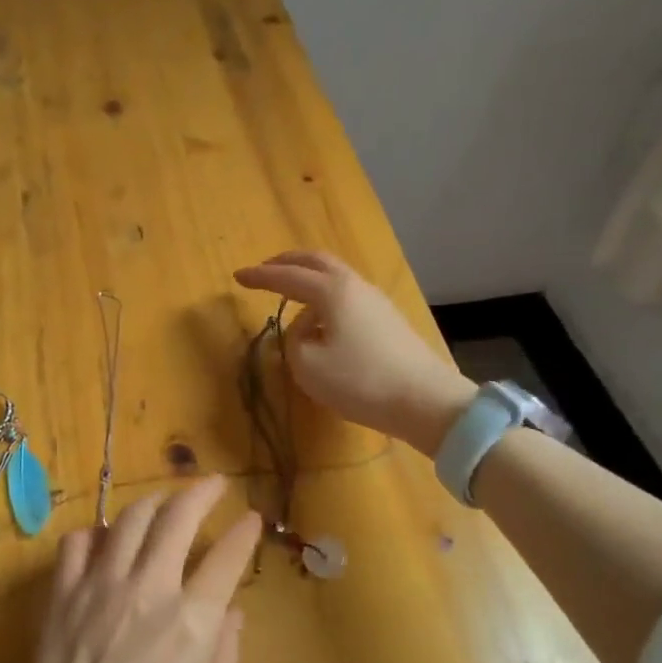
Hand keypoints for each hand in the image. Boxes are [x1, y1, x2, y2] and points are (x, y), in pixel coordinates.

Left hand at [16, 476, 261, 662]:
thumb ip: (227, 655)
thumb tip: (230, 613)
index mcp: (193, 619)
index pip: (227, 557)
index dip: (244, 533)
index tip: (251, 518)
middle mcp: (150, 587)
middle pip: (178, 518)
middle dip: (201, 492)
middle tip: (213, 483)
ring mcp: (101, 585)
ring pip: (128, 520)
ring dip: (152, 502)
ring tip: (163, 500)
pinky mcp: (64, 593)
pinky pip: (76, 544)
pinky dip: (93, 534)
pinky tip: (102, 540)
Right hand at [234, 250, 474, 456]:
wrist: (423, 400)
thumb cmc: (359, 381)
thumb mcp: (307, 365)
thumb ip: (293, 341)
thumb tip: (304, 329)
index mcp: (332, 291)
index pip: (287, 276)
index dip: (260, 277)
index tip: (237, 276)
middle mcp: (355, 286)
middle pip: (317, 262)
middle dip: (287, 263)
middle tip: (265, 270)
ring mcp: (376, 301)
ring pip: (335, 277)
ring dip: (309, 279)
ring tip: (290, 296)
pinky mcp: (387, 320)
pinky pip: (348, 296)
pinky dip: (325, 296)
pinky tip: (320, 319)